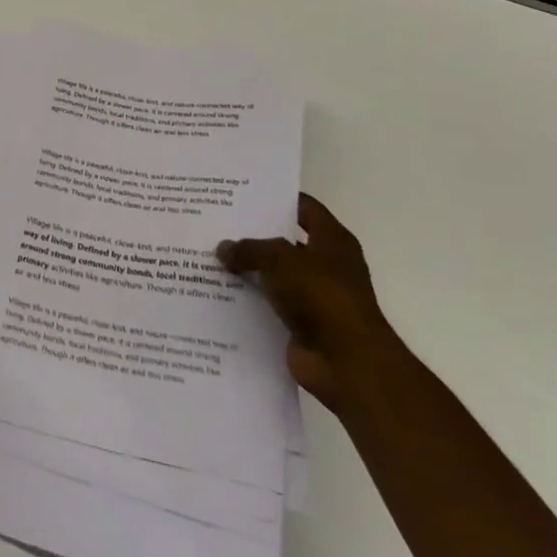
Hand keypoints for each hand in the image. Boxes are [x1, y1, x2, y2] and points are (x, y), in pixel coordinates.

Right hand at [219, 195, 398, 413]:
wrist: (347, 363)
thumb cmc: (322, 296)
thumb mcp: (280, 260)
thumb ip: (250, 249)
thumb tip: (224, 248)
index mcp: (332, 241)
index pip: (304, 208)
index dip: (276, 199)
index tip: (241, 193)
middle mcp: (326, 265)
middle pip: (285, 241)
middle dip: (253, 235)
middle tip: (216, 224)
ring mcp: (314, 296)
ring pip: (274, 275)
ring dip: (248, 270)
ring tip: (210, 257)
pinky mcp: (301, 324)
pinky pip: (269, 305)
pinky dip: (248, 301)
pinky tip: (218, 292)